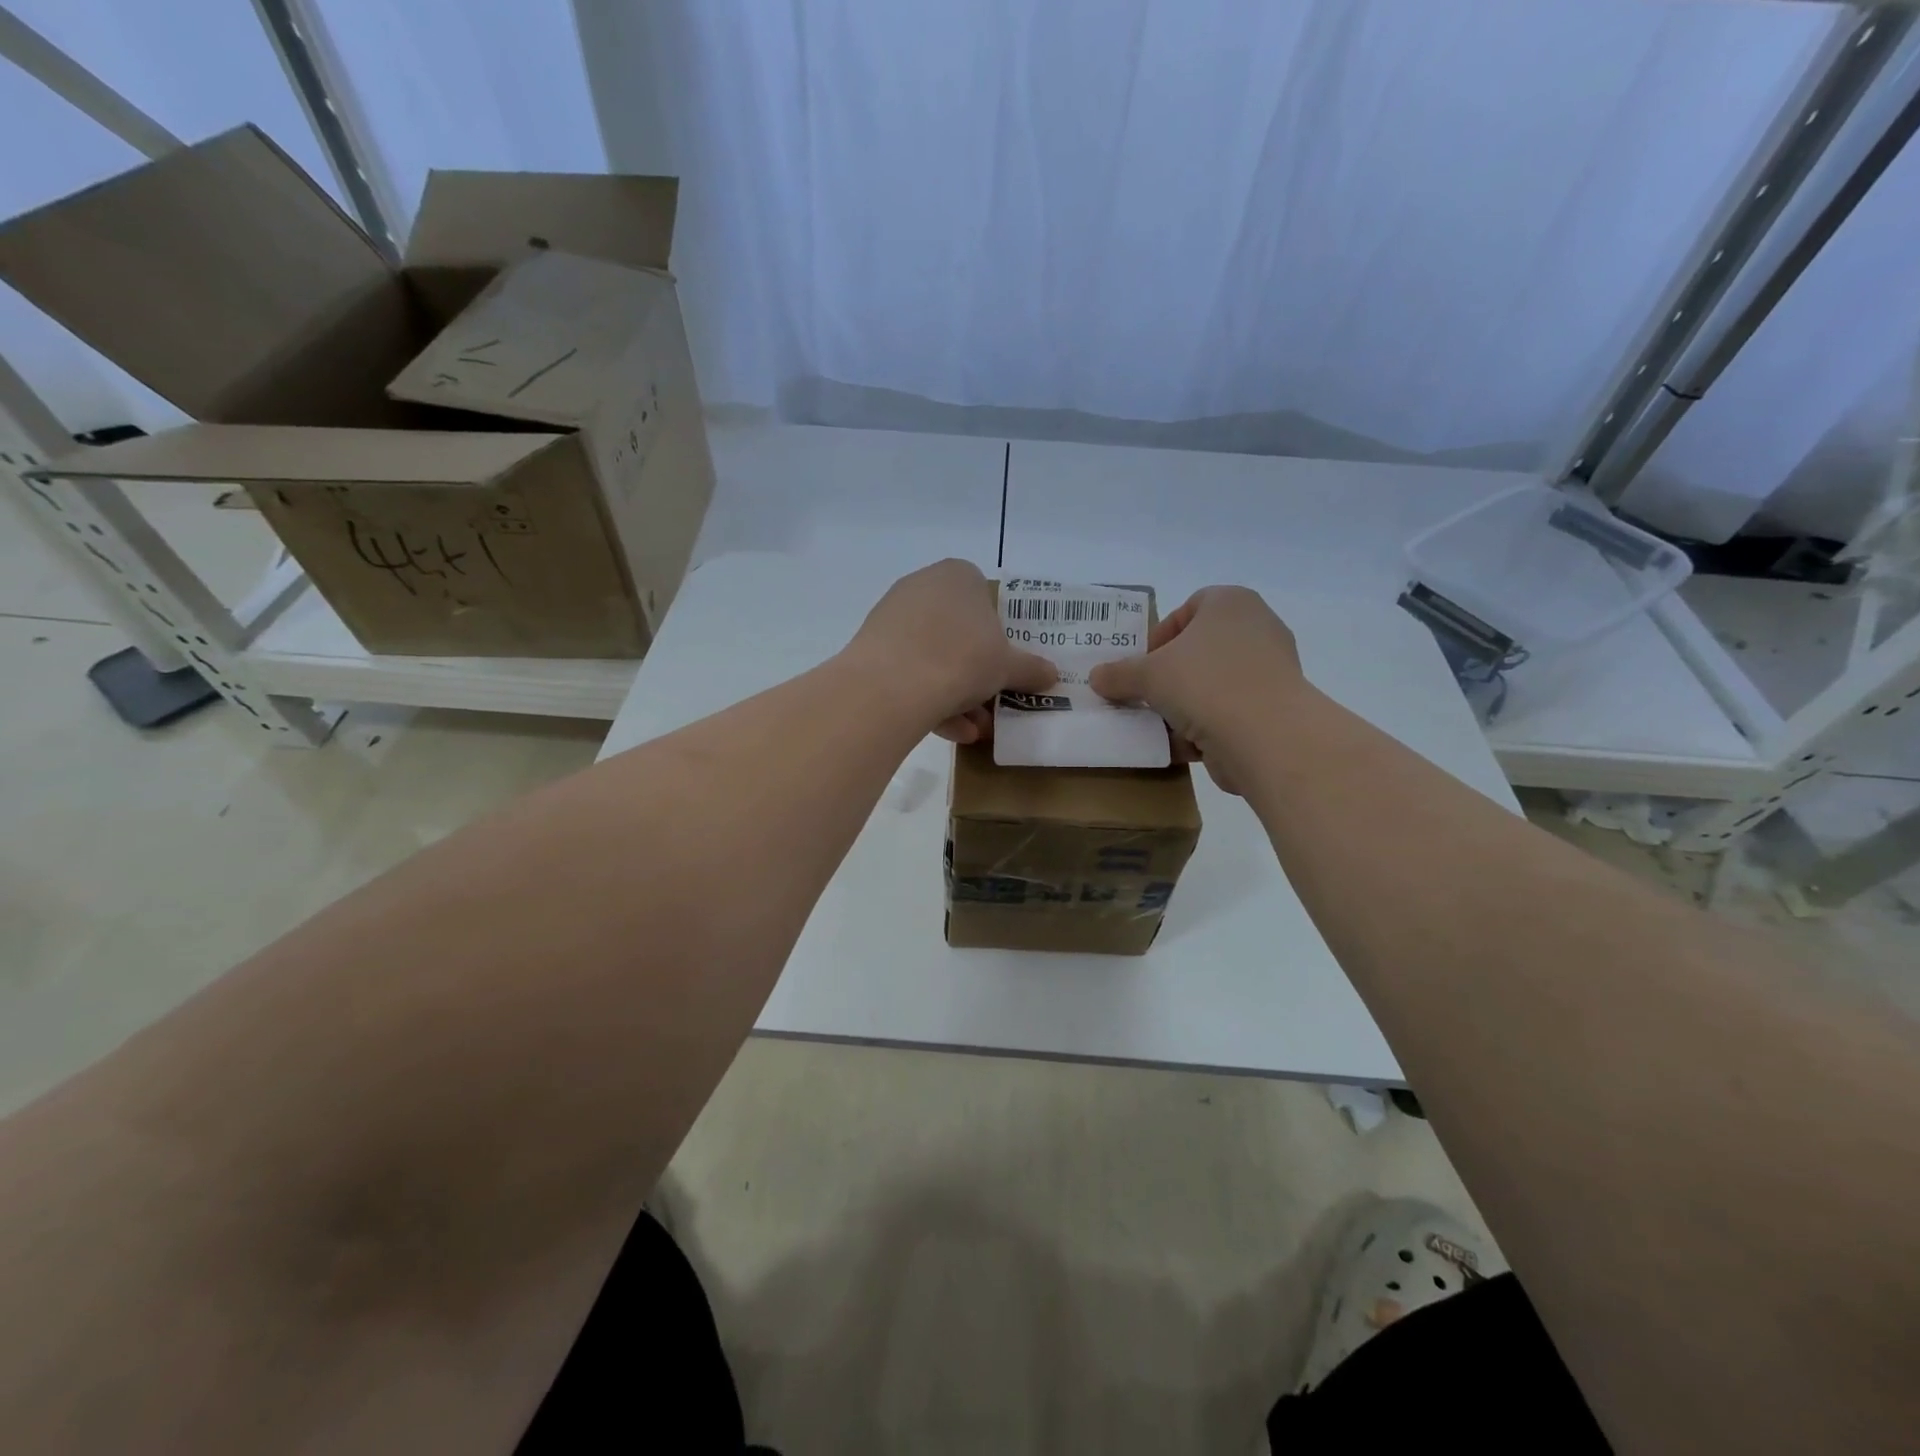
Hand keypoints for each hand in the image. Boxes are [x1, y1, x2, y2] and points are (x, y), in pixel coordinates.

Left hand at [846, 560, 1055, 743]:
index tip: (1003, 666)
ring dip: (955, 696)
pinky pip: (907, 672)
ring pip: (932, 658)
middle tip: (991, 705)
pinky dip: (928, 700)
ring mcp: (892, 617)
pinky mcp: (871, 648)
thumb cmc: (962, 659)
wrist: (892, 685)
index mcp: (958, 576)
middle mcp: (922, 587)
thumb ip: (1030, 669)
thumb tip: (1051, 674)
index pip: (984, 598)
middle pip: (957, 633)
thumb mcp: (1007, 667)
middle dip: (975, 675)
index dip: (997, 634)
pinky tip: (949, 732)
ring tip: (973, 730)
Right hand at [1088, 586, 1304, 793]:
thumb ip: (1119, 674)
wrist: (1266, 737)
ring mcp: (1270, 670)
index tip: (1142, 665)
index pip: (1189, 608)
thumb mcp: (1148, 675)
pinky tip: (1182, 745)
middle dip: (1169, 675)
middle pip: (1199, 649)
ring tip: (1159, 725)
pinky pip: (1229, 712)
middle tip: (1146, 695)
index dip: (1160, 635)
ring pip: (1213, 684)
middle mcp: (1256, 628)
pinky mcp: (1274, 709)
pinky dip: (1206, 727)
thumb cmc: (1205, 684)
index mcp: (1230, 603)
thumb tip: (1096, 677)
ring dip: (1184, 705)